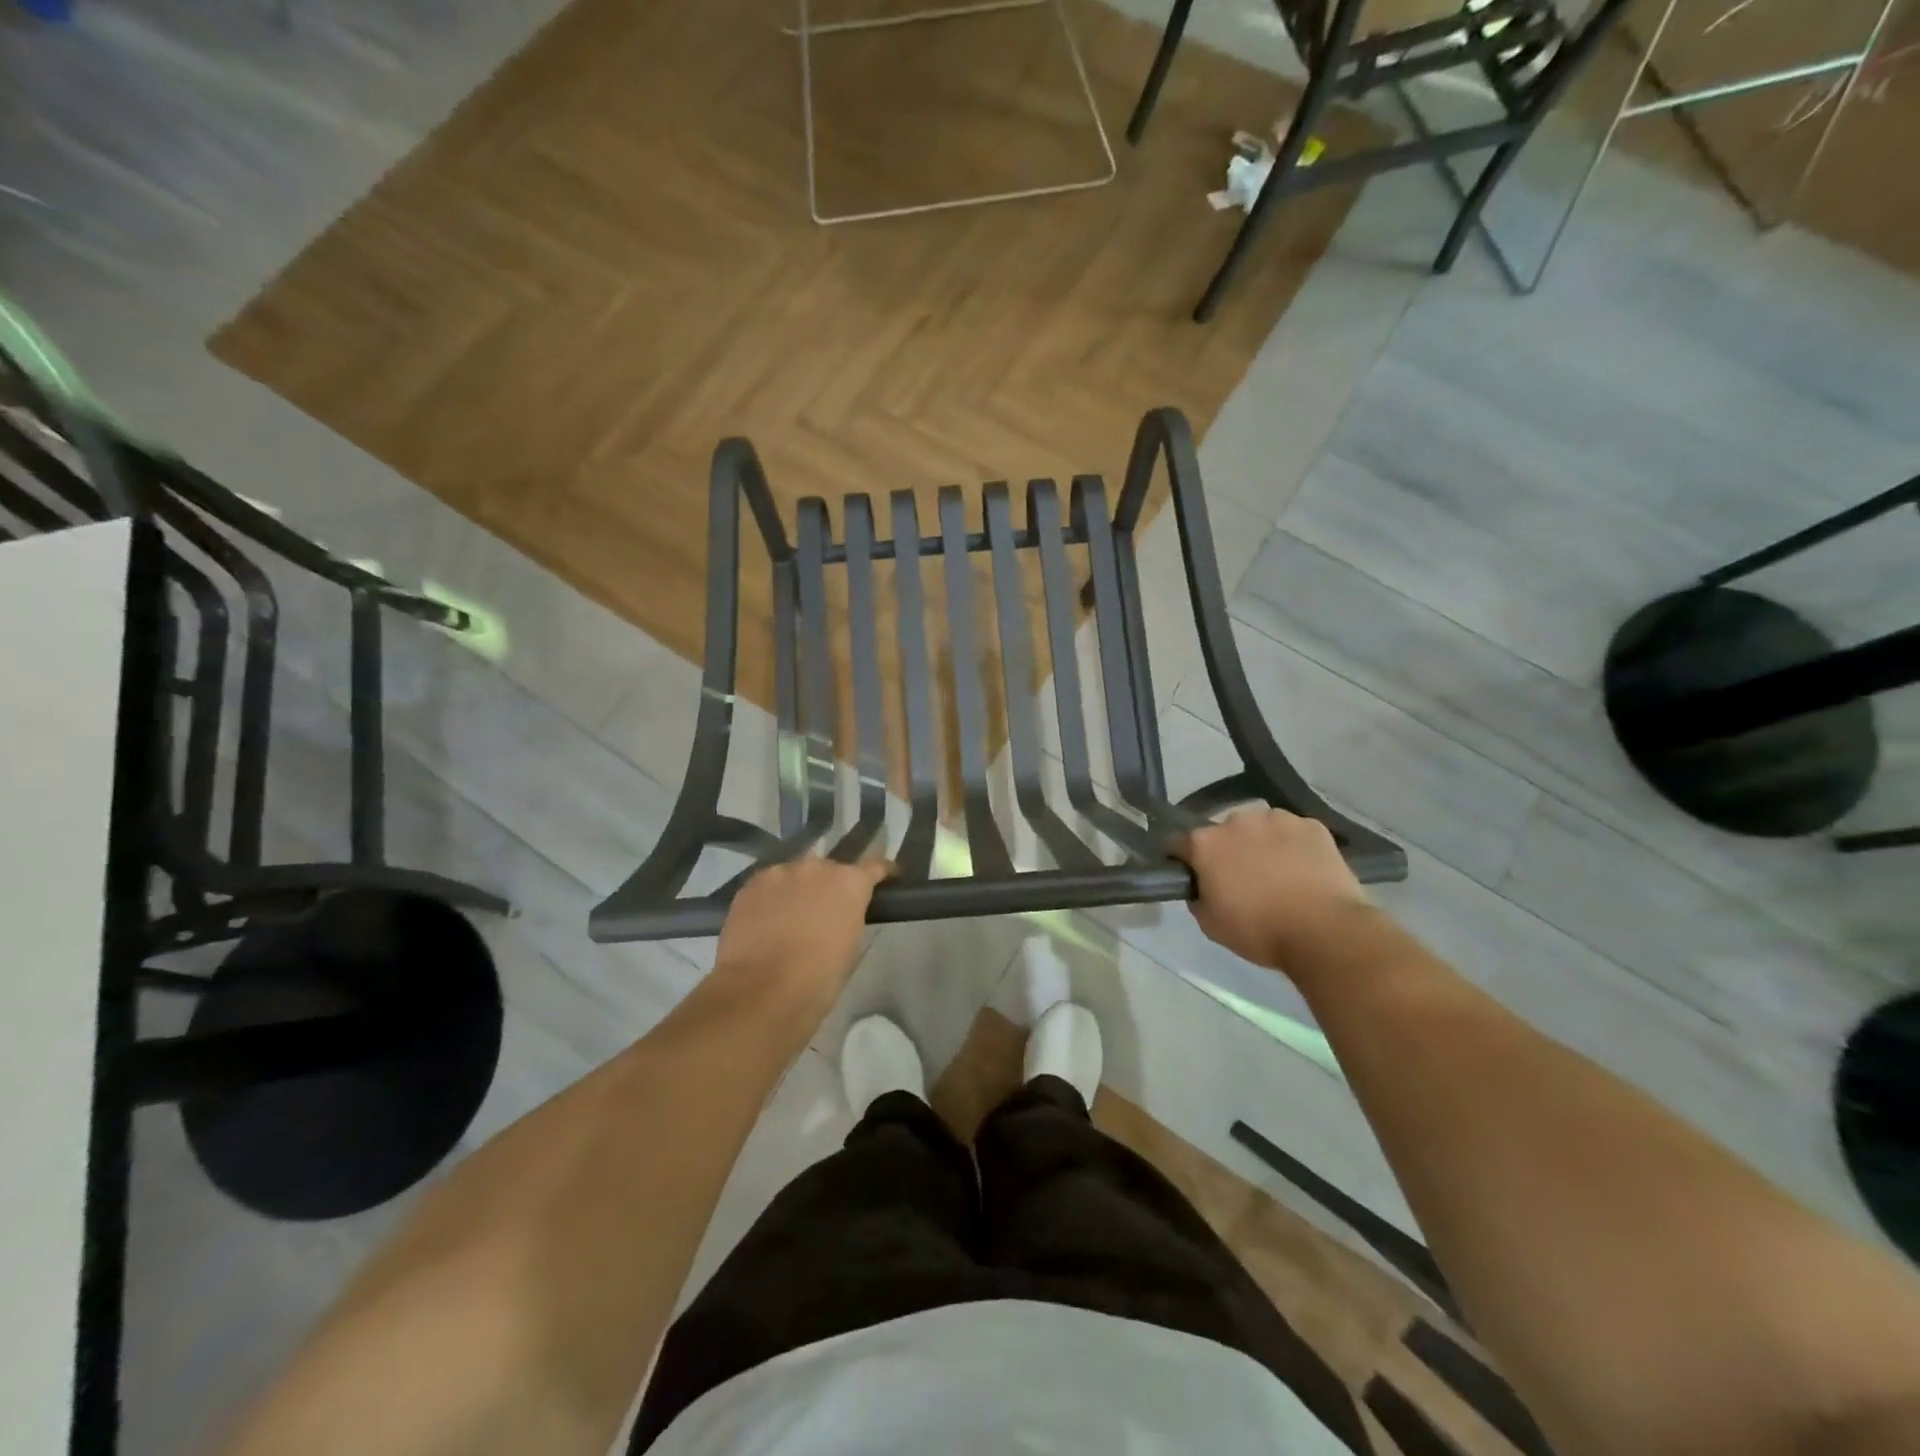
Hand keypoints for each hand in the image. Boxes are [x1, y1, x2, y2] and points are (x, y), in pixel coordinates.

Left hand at [713, 856, 891, 1011]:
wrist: (762, 991)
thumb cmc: (818, 978)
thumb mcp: (850, 946)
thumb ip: (849, 917)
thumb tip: (839, 914)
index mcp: (850, 882)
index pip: (875, 866)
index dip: (881, 873)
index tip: (886, 879)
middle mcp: (816, 867)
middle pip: (829, 869)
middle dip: (830, 886)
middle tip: (826, 911)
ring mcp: (780, 872)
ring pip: (795, 875)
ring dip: (798, 889)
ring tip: (791, 916)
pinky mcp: (750, 885)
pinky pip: (768, 885)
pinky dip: (772, 898)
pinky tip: (766, 920)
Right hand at [1174, 809, 1370, 971]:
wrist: (1324, 932)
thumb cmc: (1259, 931)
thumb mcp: (1210, 924)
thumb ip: (1198, 897)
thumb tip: (1202, 886)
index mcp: (1205, 843)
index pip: (1178, 843)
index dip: (1183, 859)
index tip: (1192, 875)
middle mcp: (1236, 820)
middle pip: (1223, 832)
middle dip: (1228, 850)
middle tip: (1241, 878)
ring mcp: (1277, 819)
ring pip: (1261, 827)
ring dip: (1262, 843)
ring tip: (1278, 873)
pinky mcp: (1312, 826)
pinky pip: (1294, 833)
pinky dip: (1294, 846)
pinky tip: (1305, 870)